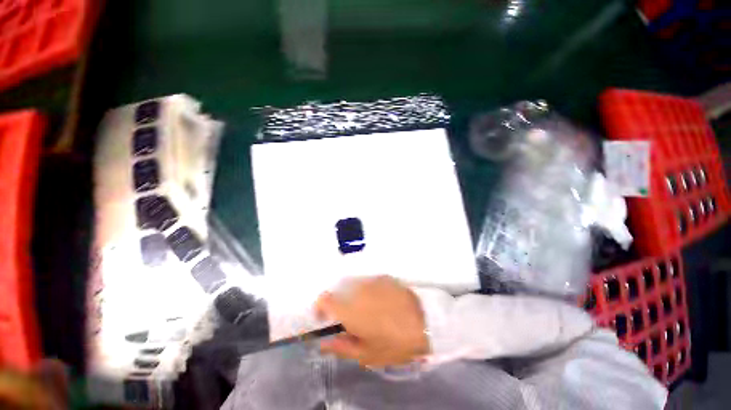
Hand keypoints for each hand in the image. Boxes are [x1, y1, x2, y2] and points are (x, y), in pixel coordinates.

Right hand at [314, 276, 429, 367]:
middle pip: (340, 292)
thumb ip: (341, 347)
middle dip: (341, 305)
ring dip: (356, 298)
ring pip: (355, 287)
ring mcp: (371, 281)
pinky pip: (369, 284)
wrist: (425, 321)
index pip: (324, 299)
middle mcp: (357, 290)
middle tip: (352, 320)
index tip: (323, 317)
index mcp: (349, 309)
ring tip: (370, 312)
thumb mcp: (367, 354)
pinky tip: (382, 303)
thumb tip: (324, 342)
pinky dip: (369, 292)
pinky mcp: (384, 277)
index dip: (320, 307)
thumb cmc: (394, 342)